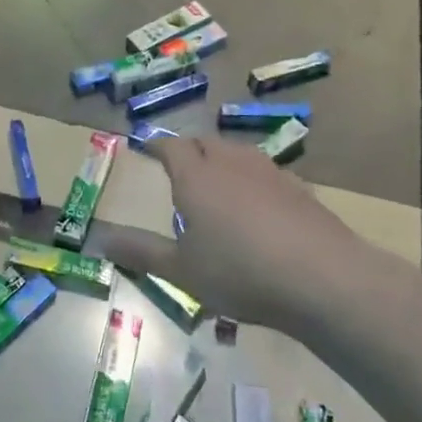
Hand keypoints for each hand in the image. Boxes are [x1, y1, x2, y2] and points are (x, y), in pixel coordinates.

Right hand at [99, 135, 369, 329]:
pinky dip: (252, 179)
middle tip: (180, 165)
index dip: (157, 145)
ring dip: (222, 160)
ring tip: (217, 180)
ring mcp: (269, 173)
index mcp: (196, 177)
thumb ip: (141, 252)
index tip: (147, 147)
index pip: (172, 147)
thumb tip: (98, 240)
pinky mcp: (299, 189)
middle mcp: (231, 164)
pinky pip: (265, 172)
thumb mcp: (181, 271)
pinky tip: (258, 204)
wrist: (323, 278)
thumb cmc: (240, 272)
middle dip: (189, 150)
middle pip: (206, 143)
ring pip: (238, 153)